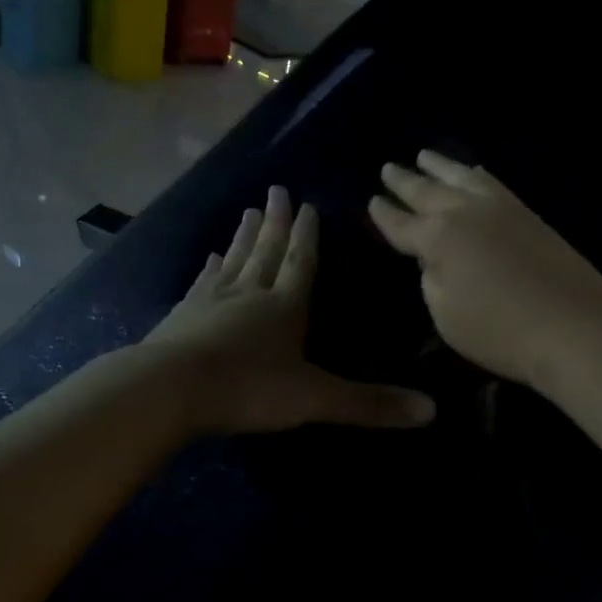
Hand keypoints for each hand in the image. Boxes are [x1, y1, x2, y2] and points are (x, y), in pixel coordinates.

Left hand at [147, 186, 435, 435]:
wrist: (169, 391)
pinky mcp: (182, 315)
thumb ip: (370, 404)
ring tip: (251, 210)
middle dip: (277, 223)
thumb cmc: (248, 389)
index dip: (308, 236)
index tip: (307, 204)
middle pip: (267, 251)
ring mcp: (212, 301)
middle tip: (278, 190)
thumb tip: (432, 411)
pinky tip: (210, 257)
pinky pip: (203, 283)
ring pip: (235, 260)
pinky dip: (210, 268)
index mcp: (286, 306)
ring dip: (246, 236)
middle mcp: (251, 294)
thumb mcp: (315, 398)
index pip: (301, 262)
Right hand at [367, 151, 601, 393]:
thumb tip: (435, 259)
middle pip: (428, 191)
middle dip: (406, 181)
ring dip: (441, 166)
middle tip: (389, 167)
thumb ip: (432, 281)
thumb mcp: (446, 316)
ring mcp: (501, 209)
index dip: (384, 215)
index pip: (401, 224)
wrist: (574, 326)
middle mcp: (465, 213)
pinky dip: (477, 175)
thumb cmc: (500, 332)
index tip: (372, 201)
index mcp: (438, 238)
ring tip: (425, 155)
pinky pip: (494, 183)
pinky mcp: (530, 215)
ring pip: (463, 177)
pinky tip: (476, 174)